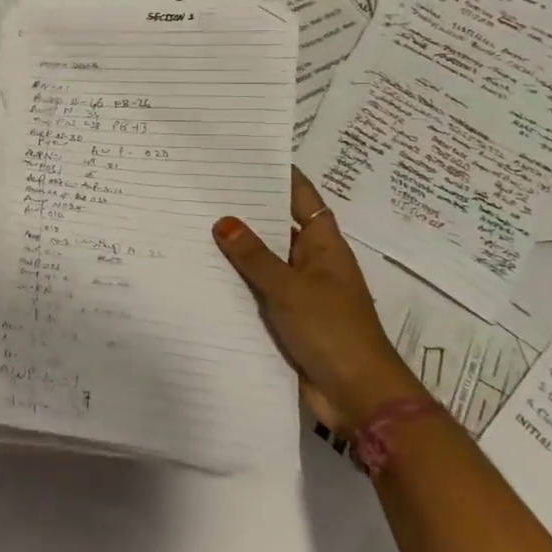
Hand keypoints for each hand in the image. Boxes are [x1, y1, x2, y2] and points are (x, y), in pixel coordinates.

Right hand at [213, 168, 426, 431]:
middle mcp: (312, 262)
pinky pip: (258, 290)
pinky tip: (203, 272)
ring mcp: (300, 291)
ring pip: (264, 260)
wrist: (358, 396)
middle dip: (246, 210)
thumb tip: (223, 221)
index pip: (302, 198)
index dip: (280, 176)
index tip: (247, 155)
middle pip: (278, 226)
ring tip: (193, 223)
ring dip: (237, 248)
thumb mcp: (290, 288)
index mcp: (324, 245)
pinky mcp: (287, 319)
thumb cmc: (332, 330)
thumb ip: (254, 256)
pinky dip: (237, 281)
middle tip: (203, 189)